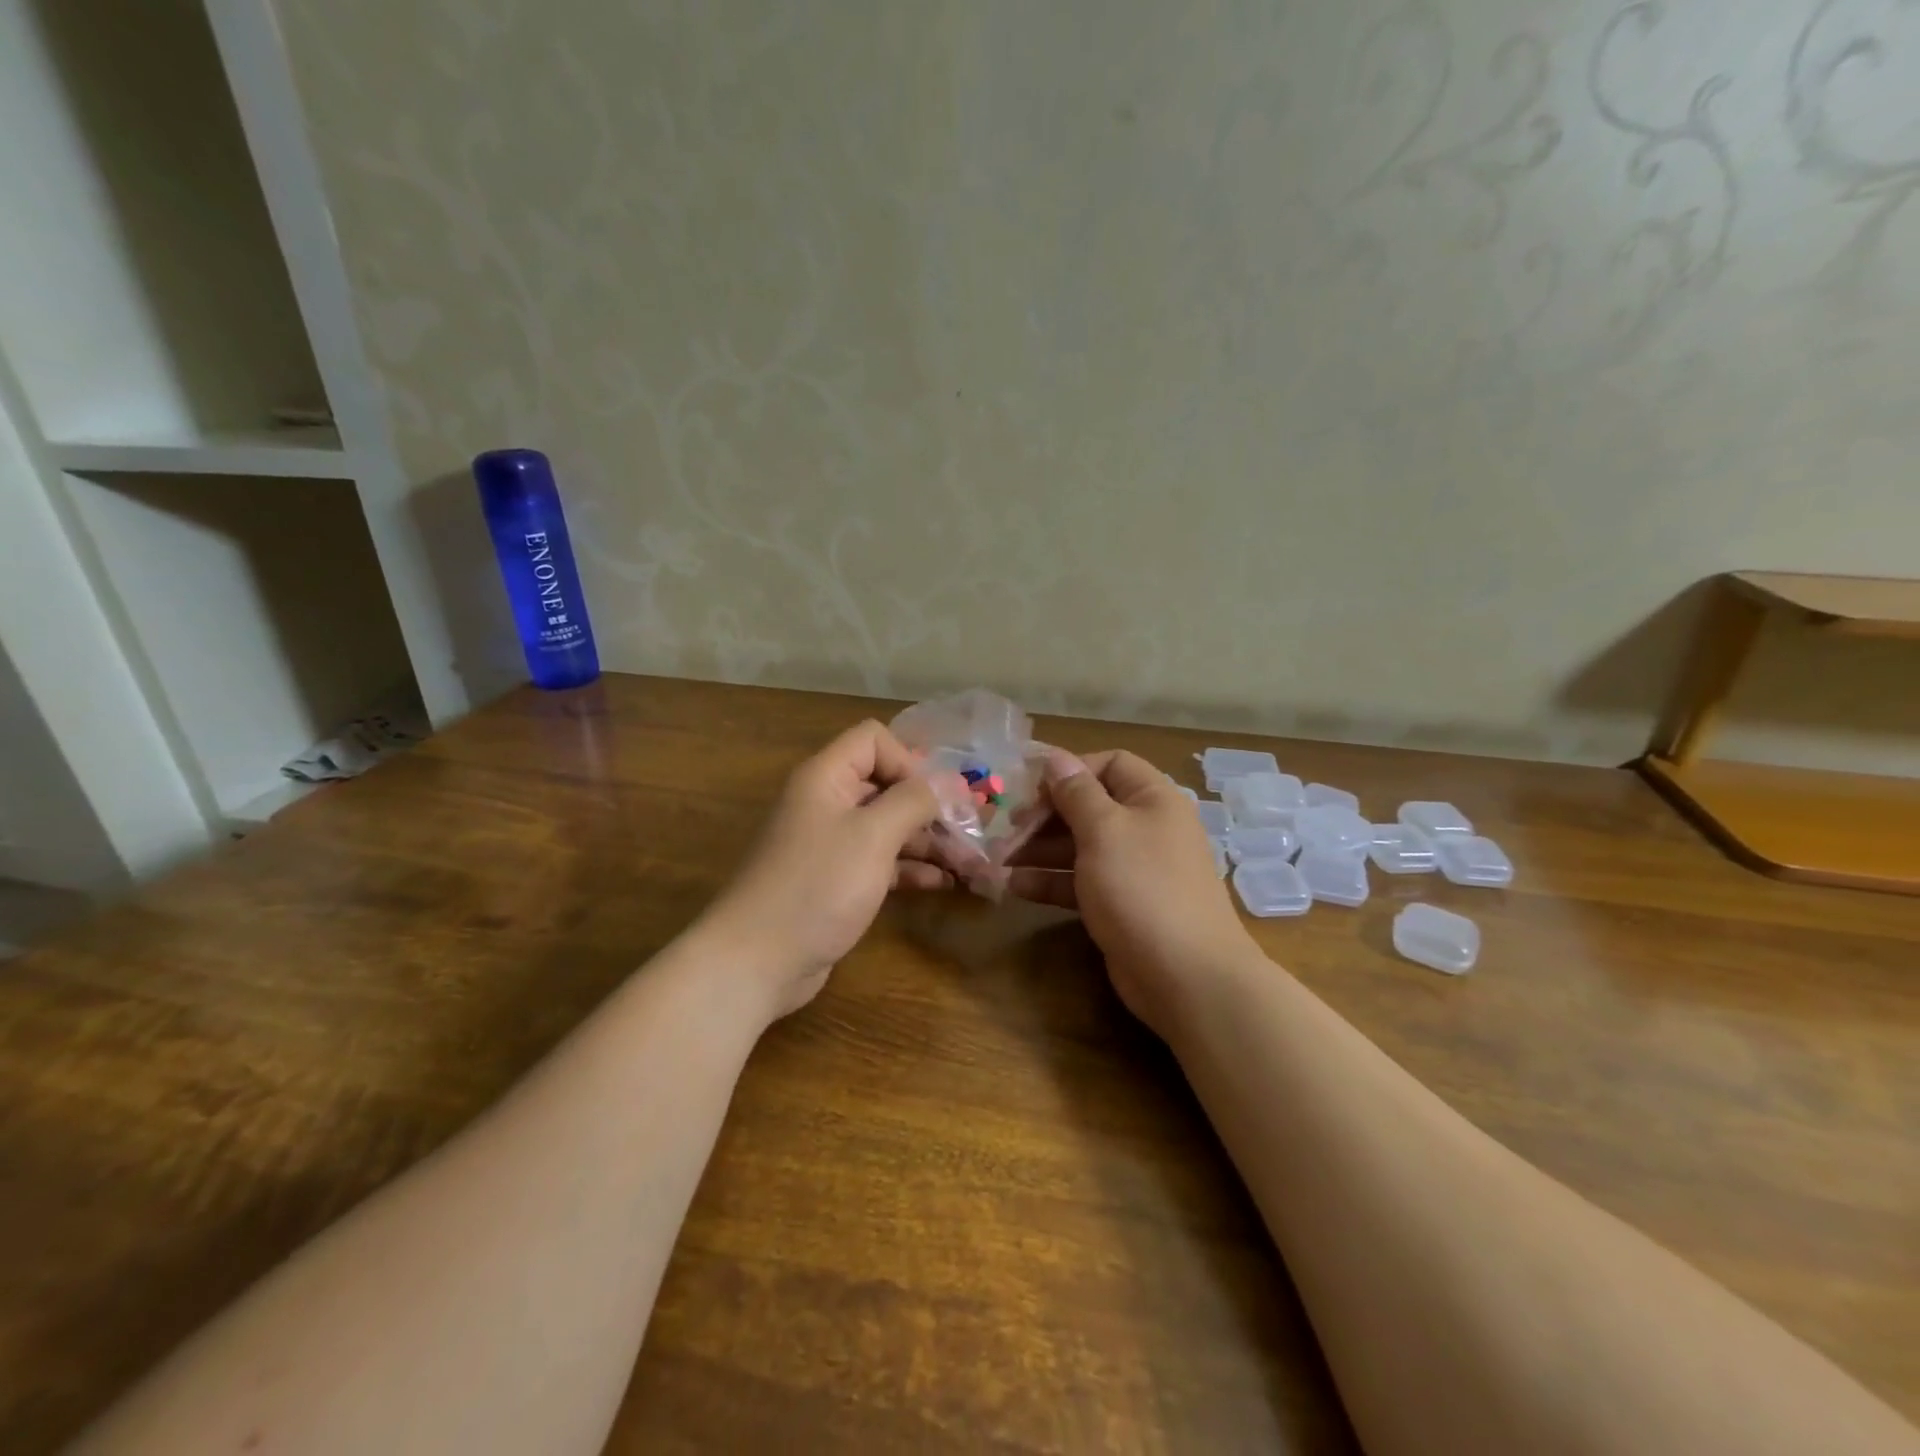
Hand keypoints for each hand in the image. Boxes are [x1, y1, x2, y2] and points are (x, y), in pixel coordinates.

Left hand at [701, 721, 942, 1021]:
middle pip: (886, 785)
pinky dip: (911, 868)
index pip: (873, 740)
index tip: (936, 798)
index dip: (908, 760)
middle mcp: (827, 804)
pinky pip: (881, 863)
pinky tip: (943, 883)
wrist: (757, 961)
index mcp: (827, 778)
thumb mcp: (873, 835)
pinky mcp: (837, 882)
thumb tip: (950, 781)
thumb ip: (915, 801)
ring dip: (928, 840)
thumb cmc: (817, 885)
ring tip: (969, 861)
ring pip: (888, 827)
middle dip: (930, 805)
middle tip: (973, 829)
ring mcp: (832, 846)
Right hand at [1008, 749, 1257, 1036]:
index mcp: (1152, 799)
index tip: (1030, 787)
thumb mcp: (1104, 830)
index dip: (1070, 770)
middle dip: (1045, 814)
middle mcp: (1145, 827)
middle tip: (1007, 828)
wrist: (1186, 977)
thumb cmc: (1142, 888)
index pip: (1110, 764)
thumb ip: (1076, 792)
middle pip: (1089, 806)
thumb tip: (1056, 758)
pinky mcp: (1120, 905)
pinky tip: (1014, 887)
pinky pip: (1080, 881)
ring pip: (1080, 846)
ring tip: (999, 859)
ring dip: (1039, 849)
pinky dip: (1050, 881)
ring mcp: (1133, 869)